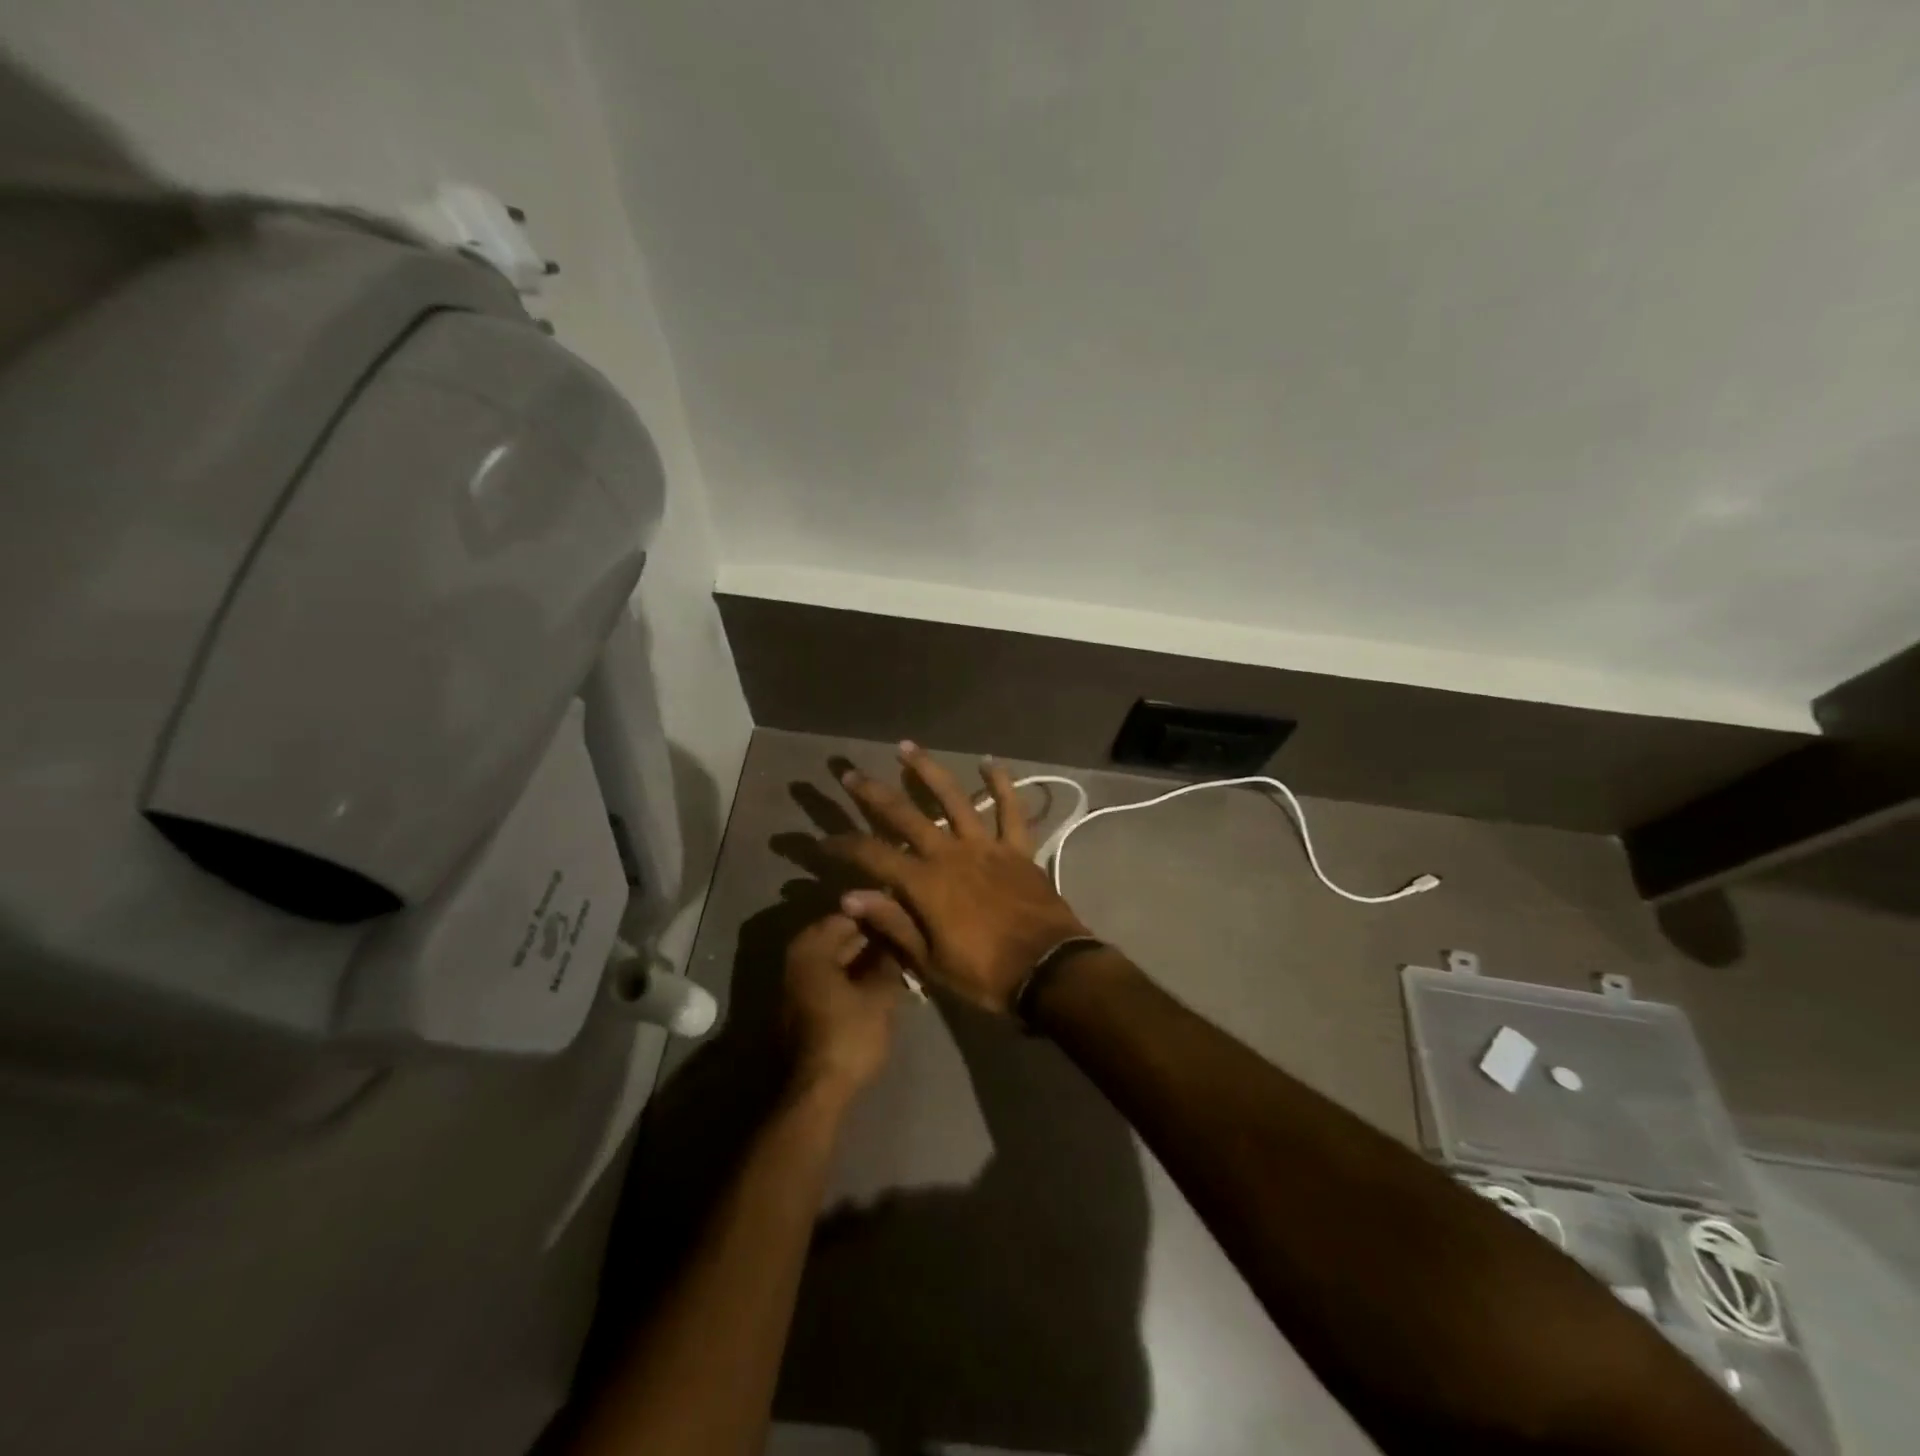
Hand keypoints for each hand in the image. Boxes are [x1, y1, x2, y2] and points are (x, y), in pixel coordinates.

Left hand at [783, 913, 902, 1101]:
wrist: (818, 1090)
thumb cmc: (848, 1035)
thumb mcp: (880, 996)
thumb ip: (889, 963)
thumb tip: (897, 943)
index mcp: (811, 950)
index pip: (846, 916)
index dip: (875, 915)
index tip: (901, 917)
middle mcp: (798, 961)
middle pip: (837, 937)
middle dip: (869, 937)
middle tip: (903, 937)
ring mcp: (797, 986)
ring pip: (835, 959)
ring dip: (862, 958)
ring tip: (896, 959)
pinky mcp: (804, 1008)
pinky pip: (831, 978)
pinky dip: (852, 975)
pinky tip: (878, 981)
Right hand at [826, 742, 1092, 1013]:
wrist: (1049, 972)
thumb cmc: (986, 974)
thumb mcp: (931, 962)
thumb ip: (892, 923)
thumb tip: (850, 896)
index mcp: (925, 884)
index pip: (873, 856)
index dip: (844, 845)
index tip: (823, 840)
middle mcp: (950, 854)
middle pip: (904, 815)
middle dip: (871, 793)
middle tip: (849, 773)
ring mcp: (986, 846)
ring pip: (953, 798)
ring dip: (927, 770)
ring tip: (906, 747)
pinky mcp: (1017, 848)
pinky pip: (1011, 809)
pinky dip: (1002, 784)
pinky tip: (990, 761)